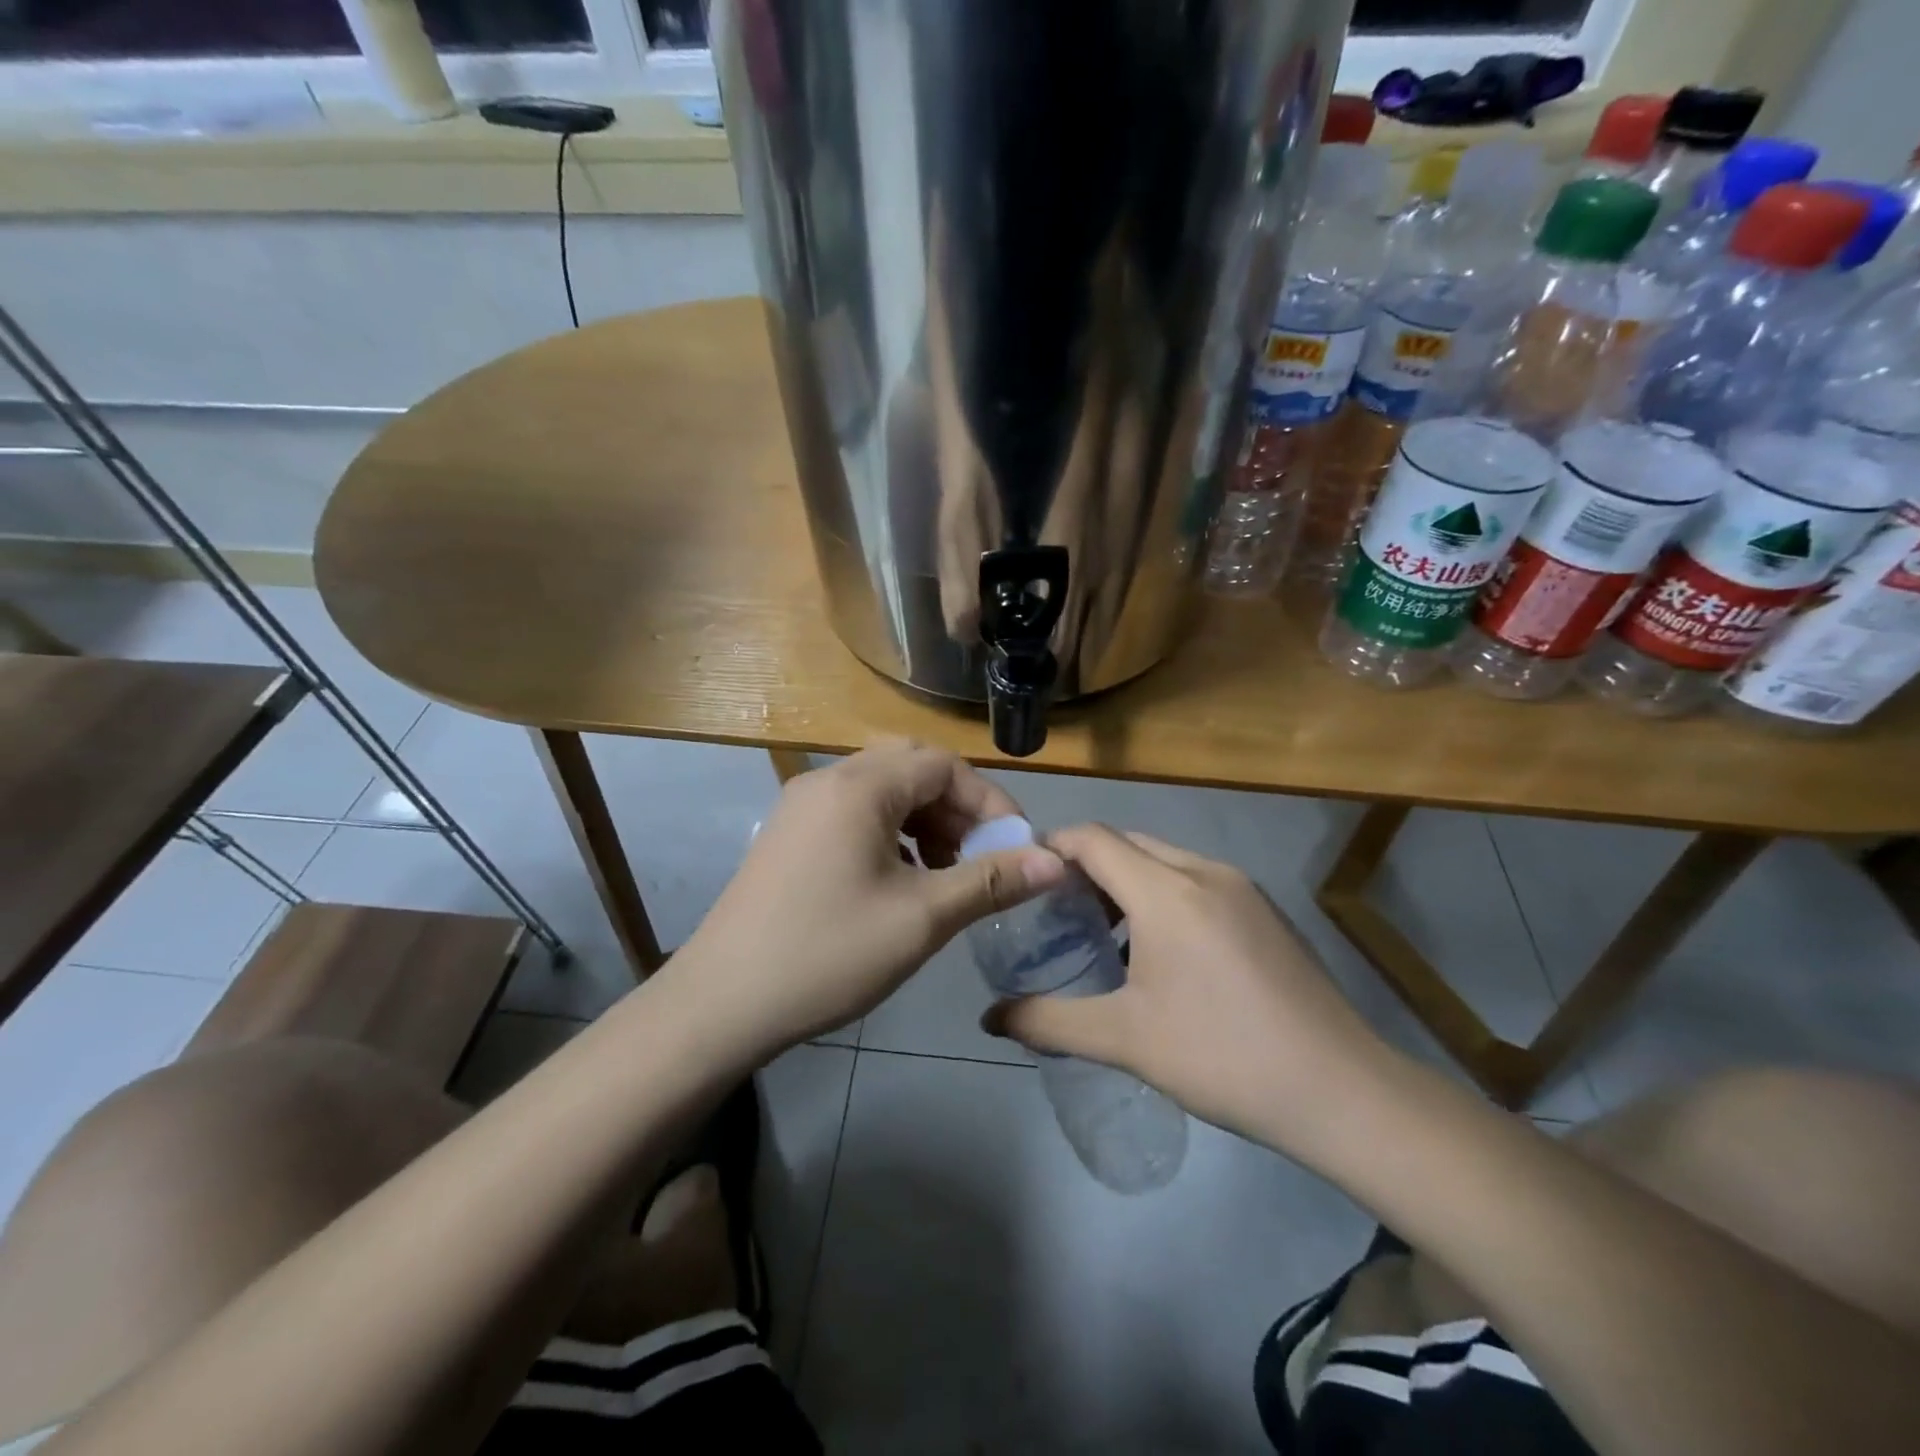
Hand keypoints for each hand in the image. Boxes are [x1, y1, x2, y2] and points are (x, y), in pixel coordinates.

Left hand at [671, 742, 1064, 1057]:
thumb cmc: (828, 954)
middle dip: (957, 808)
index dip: (989, 802)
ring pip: (882, 790)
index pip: (944, 766)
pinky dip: (891, 832)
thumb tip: (1056, 861)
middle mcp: (827, 780)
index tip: (1014, 849)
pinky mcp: (789, 834)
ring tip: (945, 872)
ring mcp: (801, 805)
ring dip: (925, 819)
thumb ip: (991, 882)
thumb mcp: (921, 919)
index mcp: (859, 788)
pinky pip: (854, 812)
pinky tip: (900, 879)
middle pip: (912, 768)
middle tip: (980, 856)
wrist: (721, 1003)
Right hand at [982, 825, 1399, 1158]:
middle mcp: (1204, 871)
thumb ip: (1048, 1022)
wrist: (1341, 1091)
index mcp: (1166, 890)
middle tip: (1057, 912)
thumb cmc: (1221, 1056)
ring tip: (1104, 934)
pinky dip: (1163, 895)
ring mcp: (1242, 888)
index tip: (1024, 879)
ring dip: (1127, 882)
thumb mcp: (1123, 1040)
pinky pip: (1196, 880)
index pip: (1092, 838)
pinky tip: (1162, 951)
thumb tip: (989, 1019)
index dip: (1052, 847)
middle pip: (1128, 843)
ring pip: (1165, 860)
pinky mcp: (1265, 910)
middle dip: (1086, 867)